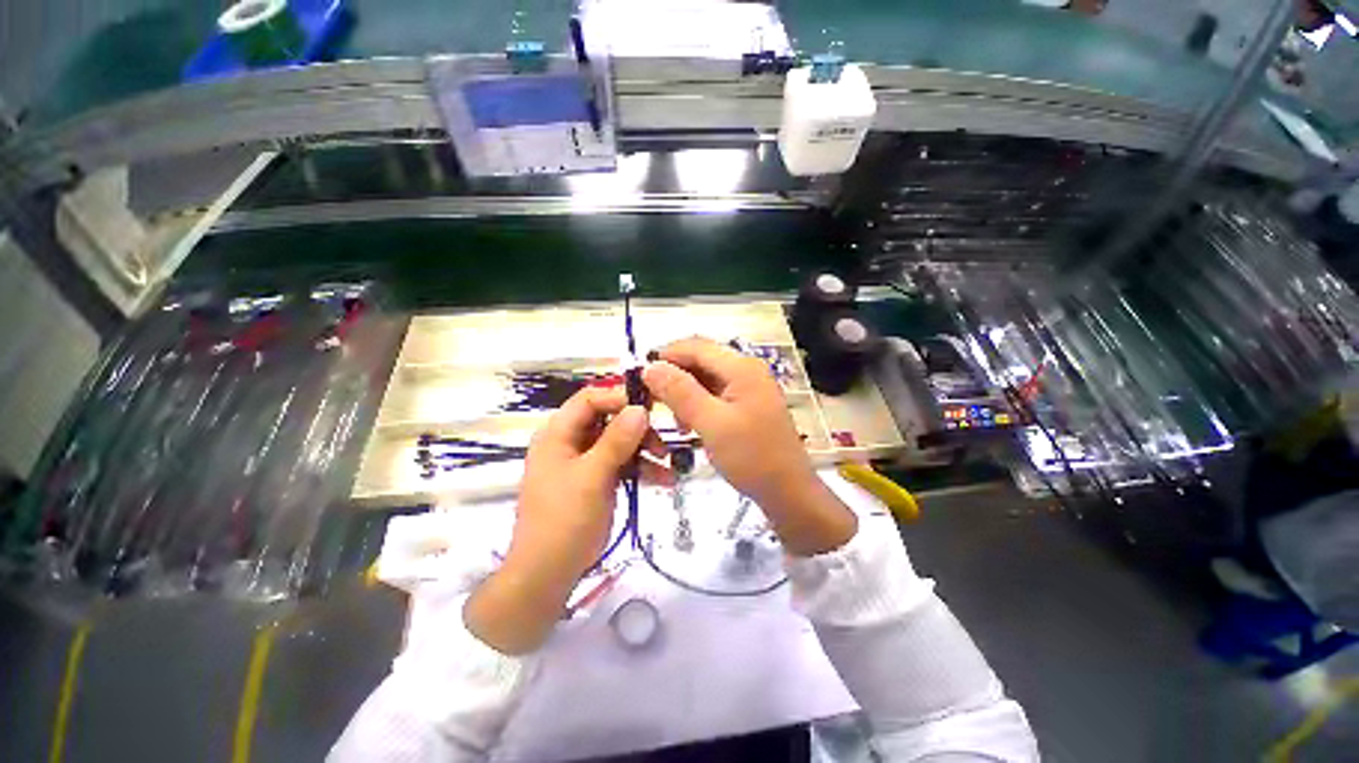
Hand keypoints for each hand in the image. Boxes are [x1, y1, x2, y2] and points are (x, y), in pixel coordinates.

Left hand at [466, 387, 664, 654]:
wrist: (548, 575)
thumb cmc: (564, 520)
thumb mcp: (592, 477)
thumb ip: (616, 441)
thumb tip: (640, 408)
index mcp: (558, 433)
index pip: (590, 400)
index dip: (619, 398)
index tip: (651, 407)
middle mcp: (571, 442)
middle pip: (609, 420)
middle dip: (638, 429)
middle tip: (661, 442)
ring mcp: (585, 461)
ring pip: (619, 442)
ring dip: (645, 450)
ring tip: (668, 463)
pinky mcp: (597, 479)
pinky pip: (622, 464)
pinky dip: (641, 469)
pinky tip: (664, 480)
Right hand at [644, 338, 856, 555]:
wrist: (788, 492)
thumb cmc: (752, 457)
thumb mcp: (711, 423)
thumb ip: (680, 392)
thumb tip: (651, 366)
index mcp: (741, 368)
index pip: (696, 347)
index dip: (666, 355)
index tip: (639, 374)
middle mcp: (746, 370)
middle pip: (701, 361)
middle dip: (674, 375)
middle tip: (650, 398)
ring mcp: (749, 387)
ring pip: (706, 379)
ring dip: (684, 392)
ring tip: (670, 416)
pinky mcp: (747, 404)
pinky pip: (715, 395)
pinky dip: (697, 404)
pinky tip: (688, 423)